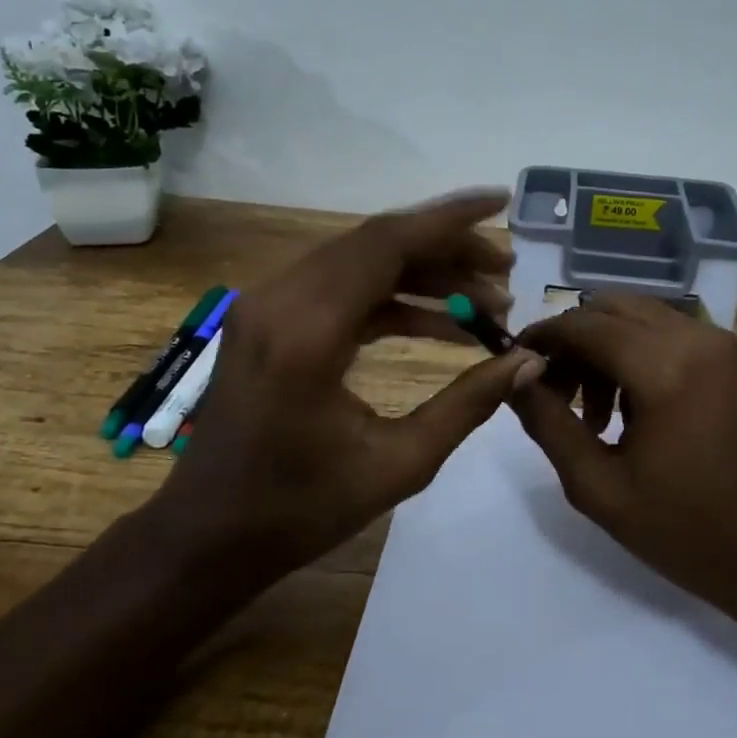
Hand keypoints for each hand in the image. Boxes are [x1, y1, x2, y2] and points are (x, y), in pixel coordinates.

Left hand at [159, 191, 540, 579]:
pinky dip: (392, 297)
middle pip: (375, 244)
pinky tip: (442, 322)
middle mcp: (280, 300)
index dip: (449, 220)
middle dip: (447, 248)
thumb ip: (468, 403)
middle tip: (506, 269)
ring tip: (486, 298)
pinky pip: (340, 288)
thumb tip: (528, 360)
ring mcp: (267, 306)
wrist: (208, 535)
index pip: (386, 245)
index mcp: (306, 332)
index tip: (501, 202)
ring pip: (359, 261)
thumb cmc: (300, 510)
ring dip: (423, 272)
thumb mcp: (399, 465)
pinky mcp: (268, 319)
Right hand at [511, 294, 736, 676]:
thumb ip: (549, 424)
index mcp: (664, 366)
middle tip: (551, 393)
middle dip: (572, 341)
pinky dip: (635, 355)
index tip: (512, 365)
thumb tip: (514, 378)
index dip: (540, 338)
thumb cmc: (690, 533)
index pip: (582, 324)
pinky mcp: (732, 362)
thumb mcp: (600, 488)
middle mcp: (695, 338)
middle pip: (610, 308)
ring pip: (639, 318)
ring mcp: (720, 346)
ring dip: (603, 349)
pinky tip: (629, 411)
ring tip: (591, 416)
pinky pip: (668, 336)